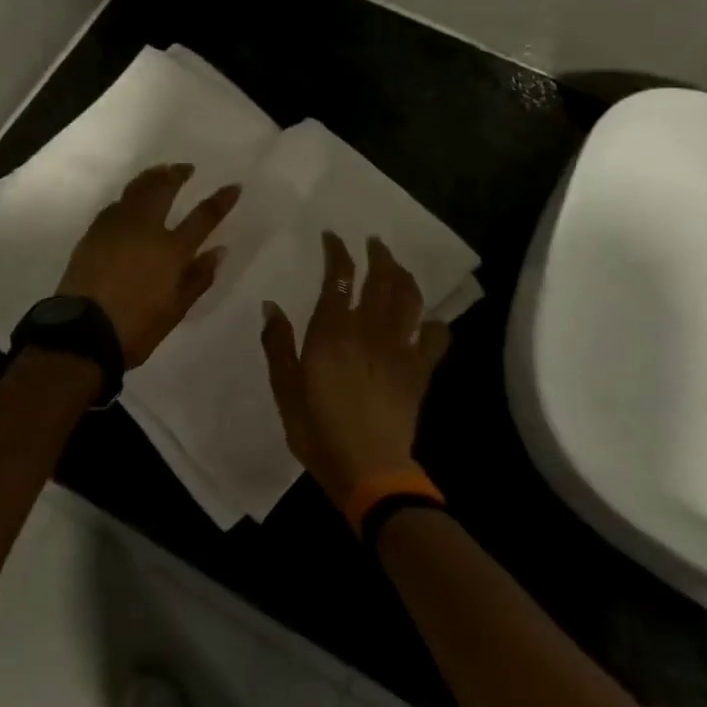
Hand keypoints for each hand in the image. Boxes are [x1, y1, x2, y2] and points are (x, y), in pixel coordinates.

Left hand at [58, 164, 241, 366]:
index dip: (221, 200)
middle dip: (177, 174)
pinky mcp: (93, 232)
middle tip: (186, 167)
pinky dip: (128, 197)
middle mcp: (145, 229)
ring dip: (151, 177)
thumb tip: (219, 251)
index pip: (203, 217)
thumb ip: (198, 277)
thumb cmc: (136, 327)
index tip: (233, 186)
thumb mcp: (175, 309)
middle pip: (163, 189)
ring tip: (160, 172)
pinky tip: (129, 200)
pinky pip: (115, 205)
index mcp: (170, 250)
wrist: (82, 331)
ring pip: (136, 190)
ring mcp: (116, 227)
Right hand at [258, 232, 451, 508]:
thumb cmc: (318, 429)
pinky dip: (434, 323)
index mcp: (333, 331)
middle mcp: (369, 330)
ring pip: (409, 299)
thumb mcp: (285, 388)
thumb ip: (278, 343)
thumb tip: (271, 305)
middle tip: (374, 242)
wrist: (369, 470)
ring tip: (398, 267)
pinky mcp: (419, 371)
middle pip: (382, 279)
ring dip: (405, 276)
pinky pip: (435, 338)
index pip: (339, 276)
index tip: (333, 236)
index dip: (337, 251)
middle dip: (379, 255)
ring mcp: (399, 349)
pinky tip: (429, 320)